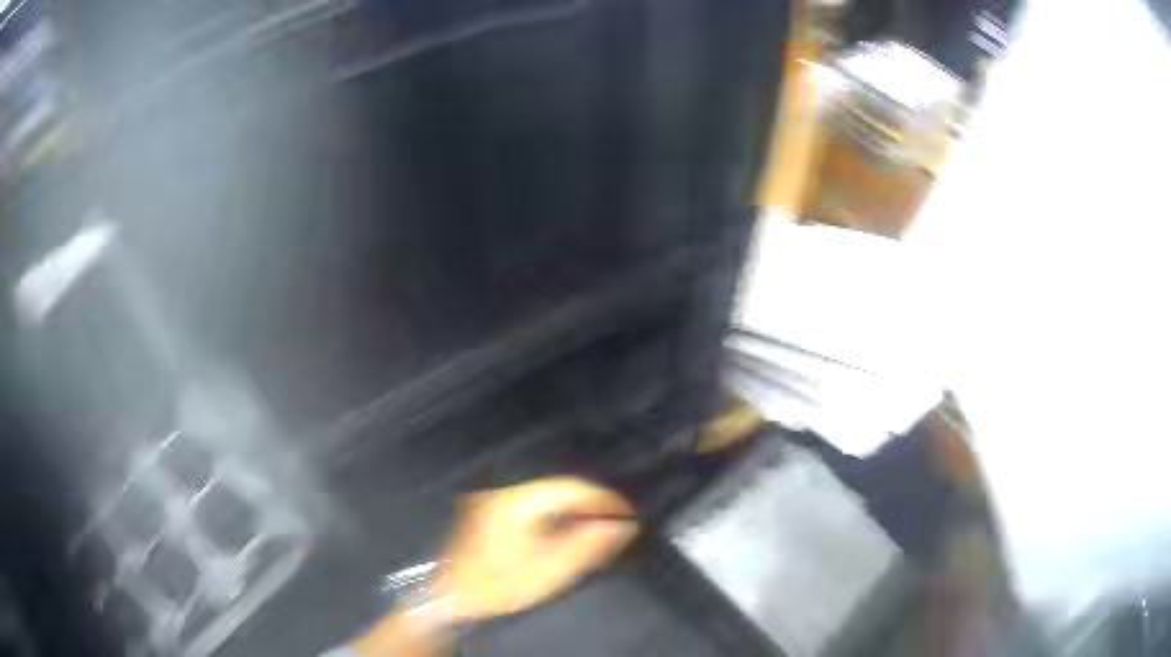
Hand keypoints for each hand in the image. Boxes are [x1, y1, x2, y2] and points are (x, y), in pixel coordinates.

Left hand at [433, 476, 637, 620]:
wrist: (450, 596)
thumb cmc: (498, 586)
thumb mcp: (547, 572)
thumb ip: (586, 547)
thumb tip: (622, 526)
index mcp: (518, 501)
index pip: (572, 487)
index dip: (605, 499)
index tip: (629, 515)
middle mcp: (505, 491)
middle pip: (560, 488)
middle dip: (592, 503)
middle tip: (618, 522)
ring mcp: (495, 498)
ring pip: (547, 495)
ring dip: (575, 508)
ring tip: (598, 527)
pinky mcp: (490, 509)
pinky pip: (534, 503)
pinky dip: (555, 514)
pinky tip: (567, 530)